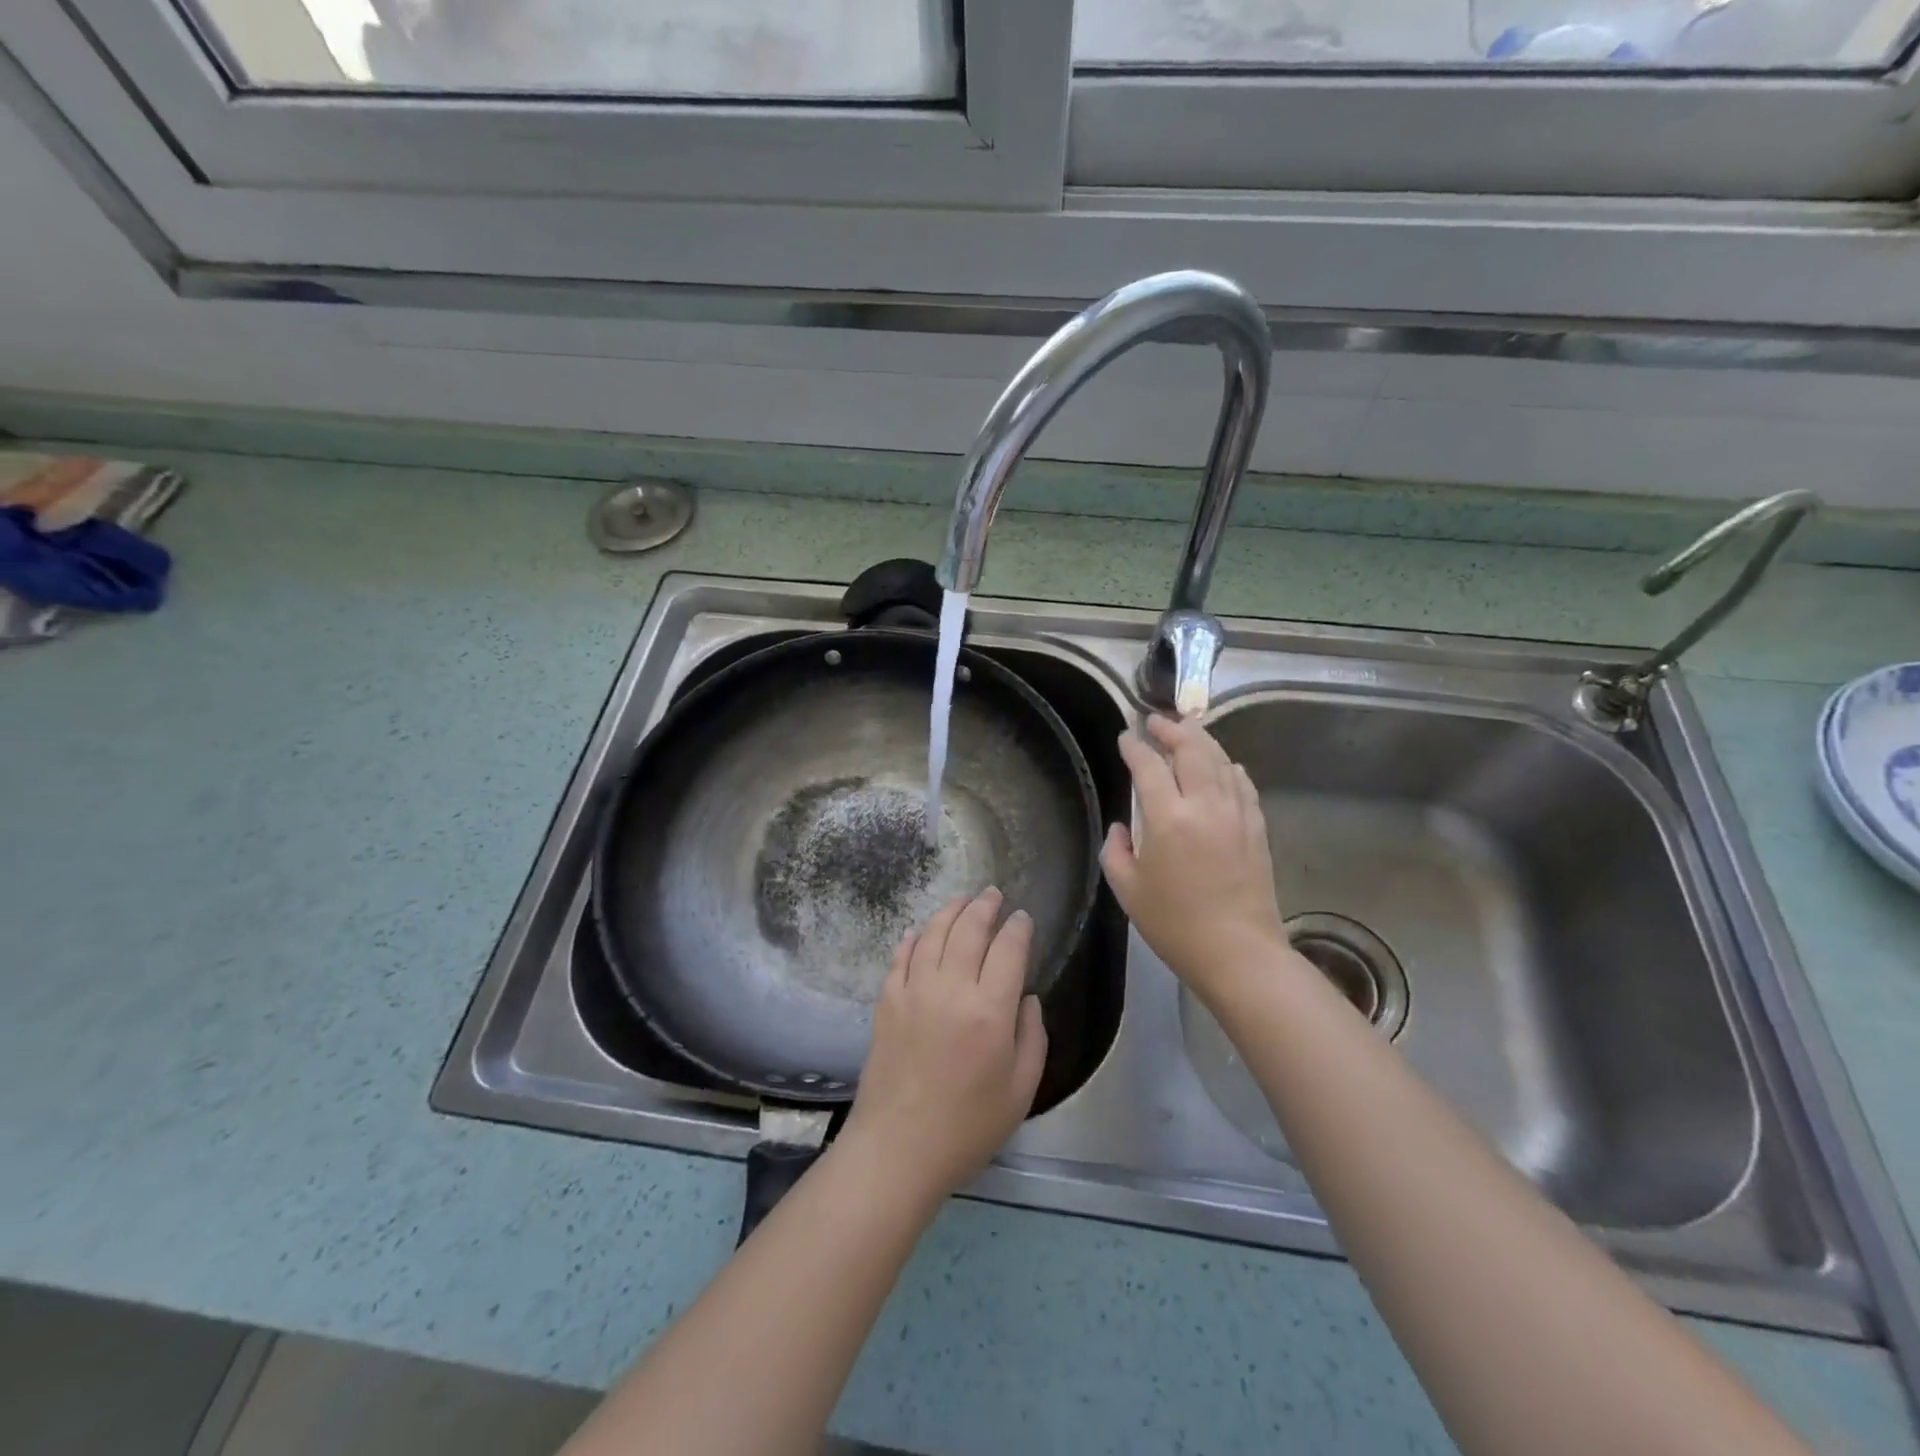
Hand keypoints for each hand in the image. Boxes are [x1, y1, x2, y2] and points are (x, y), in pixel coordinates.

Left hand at [840, 889, 1047, 1209]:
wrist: (898, 1149)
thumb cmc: (968, 1127)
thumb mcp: (1020, 1089)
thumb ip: (1031, 1036)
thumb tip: (1025, 997)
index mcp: (990, 1011)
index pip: (1008, 949)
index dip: (1018, 928)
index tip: (1023, 917)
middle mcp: (951, 989)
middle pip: (969, 930)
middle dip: (984, 907)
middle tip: (993, 894)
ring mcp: (913, 991)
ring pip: (933, 934)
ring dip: (950, 912)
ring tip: (962, 901)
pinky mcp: (886, 1002)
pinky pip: (900, 957)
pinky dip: (912, 938)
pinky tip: (919, 931)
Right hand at [1101, 714, 1290, 1003]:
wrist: (1238, 952)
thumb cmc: (1175, 925)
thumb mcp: (1127, 890)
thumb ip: (1116, 851)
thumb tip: (1122, 828)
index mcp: (1168, 819)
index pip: (1149, 766)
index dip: (1135, 747)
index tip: (1126, 737)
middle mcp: (1204, 805)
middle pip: (1192, 749)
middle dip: (1172, 729)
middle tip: (1156, 721)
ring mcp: (1236, 813)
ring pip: (1220, 760)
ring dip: (1201, 740)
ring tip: (1186, 732)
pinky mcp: (1257, 827)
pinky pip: (1242, 784)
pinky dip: (1228, 767)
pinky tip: (1222, 766)